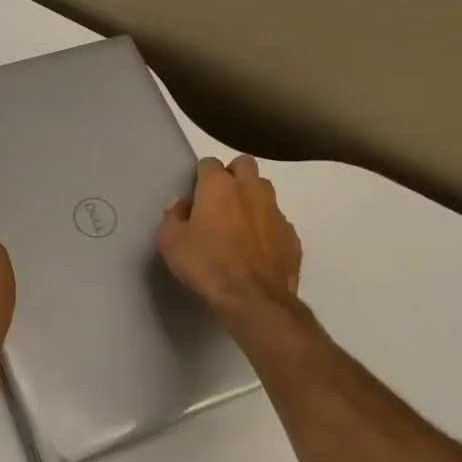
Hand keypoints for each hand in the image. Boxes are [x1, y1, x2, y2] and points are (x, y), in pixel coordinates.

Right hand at [157, 155, 301, 321]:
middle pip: (244, 164)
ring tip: (239, 222)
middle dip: (232, 174)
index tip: (194, 195)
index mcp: (219, 186)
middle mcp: (250, 189)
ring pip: (264, 189)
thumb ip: (172, 217)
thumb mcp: (170, 242)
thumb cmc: (207, 265)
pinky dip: (266, 227)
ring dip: (252, 198)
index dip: (201, 176)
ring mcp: (275, 211)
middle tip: (219, 199)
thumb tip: (182, 204)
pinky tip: (257, 248)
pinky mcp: (291, 235)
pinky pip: (277, 221)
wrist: (254, 299)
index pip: (209, 162)